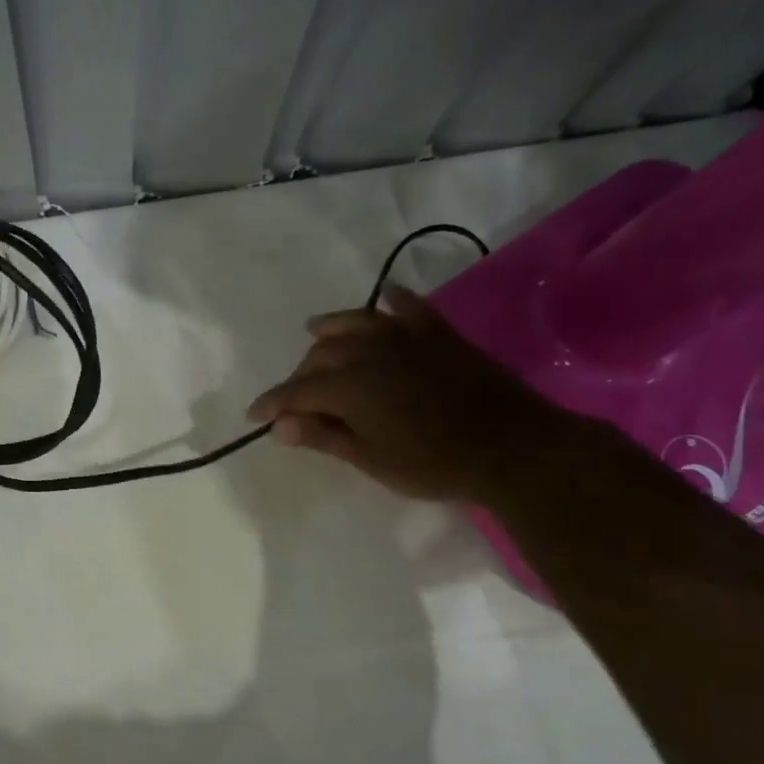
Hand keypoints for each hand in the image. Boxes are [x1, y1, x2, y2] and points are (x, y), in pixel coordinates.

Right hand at [246, 283, 574, 505]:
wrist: (510, 447)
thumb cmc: (433, 464)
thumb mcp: (371, 459)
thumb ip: (323, 436)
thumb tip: (279, 426)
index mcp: (350, 387)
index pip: (296, 391)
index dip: (272, 403)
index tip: (254, 416)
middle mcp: (370, 352)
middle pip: (321, 355)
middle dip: (300, 375)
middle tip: (294, 400)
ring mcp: (406, 337)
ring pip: (356, 323)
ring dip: (331, 328)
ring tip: (315, 332)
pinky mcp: (438, 333)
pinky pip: (408, 308)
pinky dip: (392, 302)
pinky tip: (385, 299)